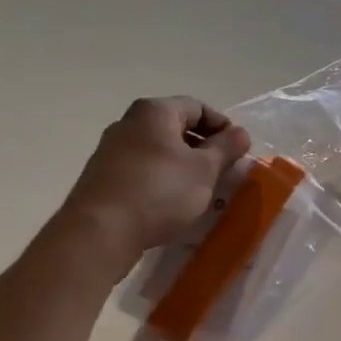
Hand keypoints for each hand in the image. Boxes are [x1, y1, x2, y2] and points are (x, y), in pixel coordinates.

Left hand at [59, 97, 250, 274]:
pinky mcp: (101, 177)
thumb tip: (240, 133)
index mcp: (155, 112)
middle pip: (176, 127)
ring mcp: (111, 150)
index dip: (222, 126)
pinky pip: (141, 169)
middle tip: (221, 171)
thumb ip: (226, 148)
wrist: (99, 233)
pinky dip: (161, 179)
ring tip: (199, 190)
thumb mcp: (205, 170)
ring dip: (182, 165)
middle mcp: (129, 123)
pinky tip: (170, 203)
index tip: (237, 151)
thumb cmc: (160, 191)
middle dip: (202, 148)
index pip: (198, 107)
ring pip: (158, 150)